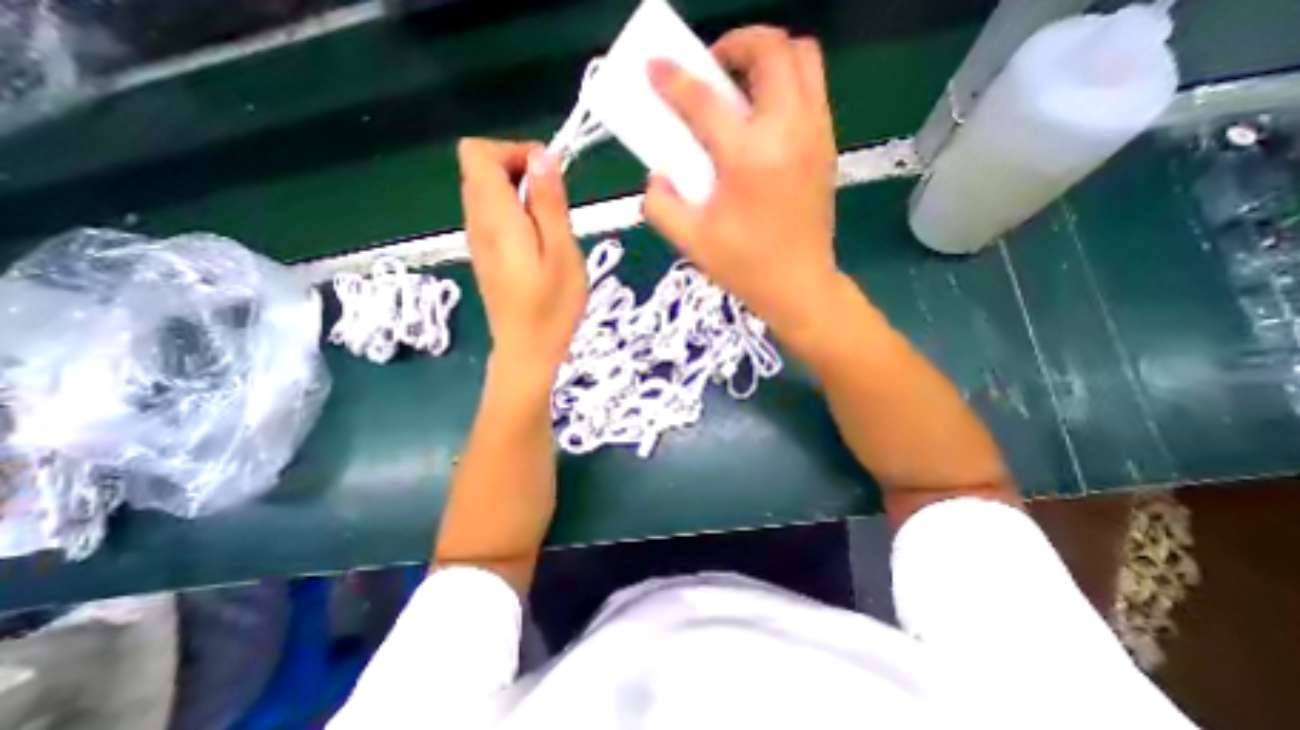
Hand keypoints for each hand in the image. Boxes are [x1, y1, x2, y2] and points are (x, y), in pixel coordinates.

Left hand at [453, 138, 580, 379]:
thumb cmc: (552, 307)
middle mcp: (477, 222)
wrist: (527, 351)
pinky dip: (516, 214)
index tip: (549, 175)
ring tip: (552, 225)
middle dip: (520, 171)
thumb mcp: (562, 253)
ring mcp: (478, 240)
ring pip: (488, 193)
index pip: (478, 153)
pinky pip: (493, 216)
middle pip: (481, 169)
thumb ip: (549, 203)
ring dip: (521, 194)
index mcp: (496, 218)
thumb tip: (541, 157)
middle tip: (556, 203)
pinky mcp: (485, 255)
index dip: (513, 151)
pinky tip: (540, 242)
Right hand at [643, 27, 843, 338]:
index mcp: (748, 158)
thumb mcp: (690, 242)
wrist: (798, 285)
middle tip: (710, 70)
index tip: (655, 67)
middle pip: (771, 49)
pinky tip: (762, 119)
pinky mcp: (828, 146)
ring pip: (802, 58)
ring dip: (766, 58)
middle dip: (735, 43)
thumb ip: (660, 204)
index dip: (673, 79)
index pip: (704, 100)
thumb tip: (658, 175)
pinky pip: (812, 89)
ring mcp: (816, 135)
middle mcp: (788, 132)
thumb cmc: (745, 267)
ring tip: (739, 87)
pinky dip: (785, 84)